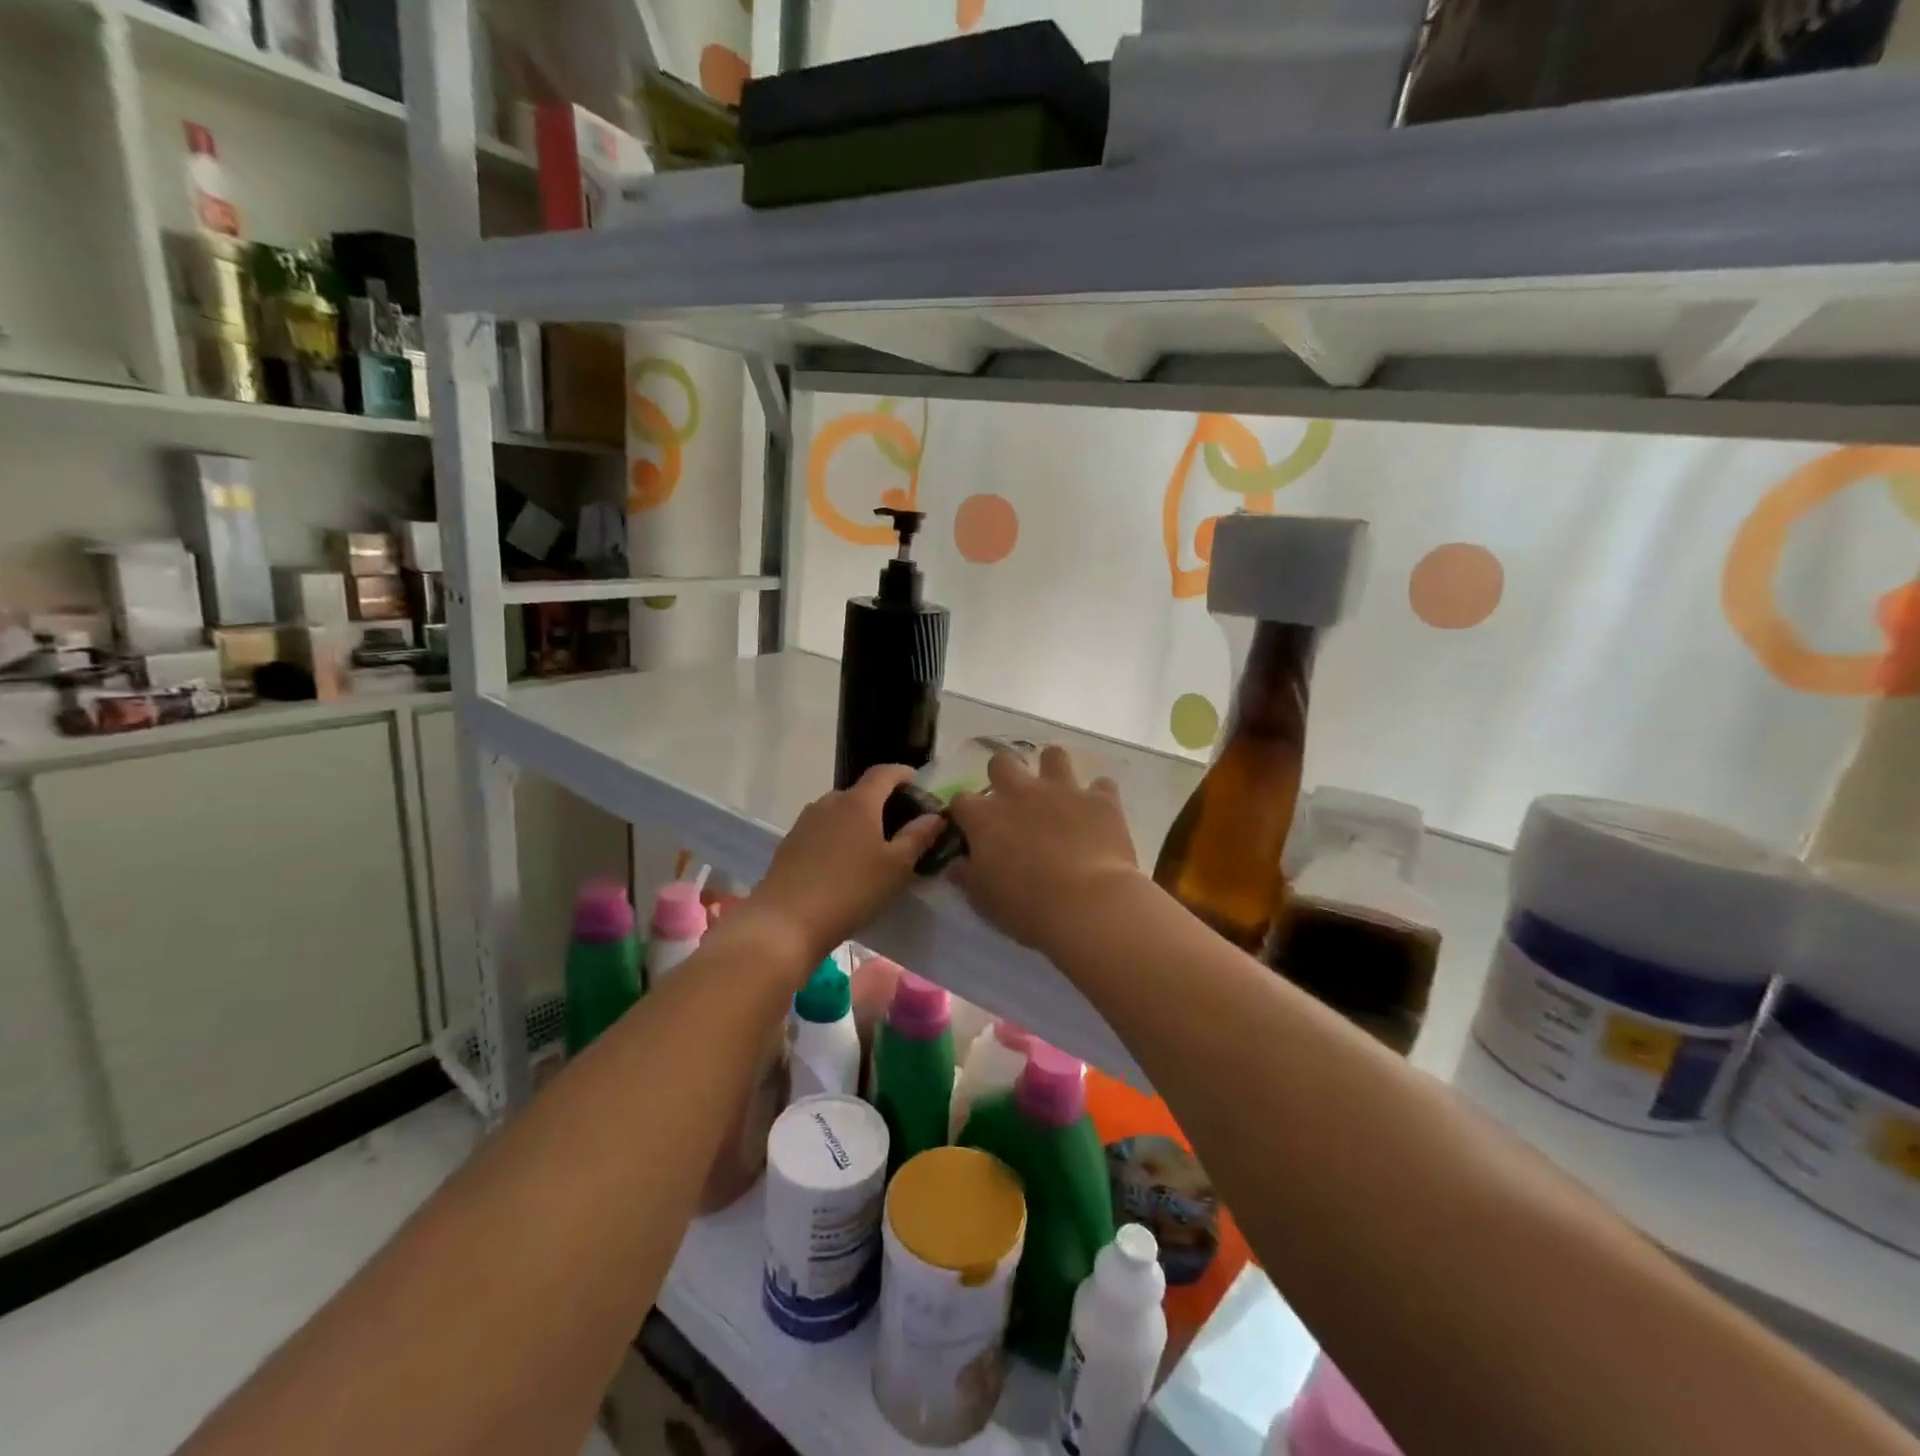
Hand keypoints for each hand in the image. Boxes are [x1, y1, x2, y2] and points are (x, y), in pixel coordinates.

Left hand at [742, 765, 944, 967]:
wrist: (786, 920)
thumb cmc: (851, 890)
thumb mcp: (896, 867)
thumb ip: (918, 837)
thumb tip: (935, 816)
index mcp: (859, 802)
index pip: (884, 773)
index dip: (903, 774)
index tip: (918, 783)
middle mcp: (830, 802)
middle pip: (861, 792)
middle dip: (882, 802)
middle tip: (900, 826)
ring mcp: (806, 821)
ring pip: (839, 811)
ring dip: (857, 821)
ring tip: (872, 847)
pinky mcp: (790, 842)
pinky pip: (822, 829)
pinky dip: (838, 836)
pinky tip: (843, 863)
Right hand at [948, 745, 1141, 956]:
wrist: (1086, 904)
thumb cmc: (1026, 908)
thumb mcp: (984, 900)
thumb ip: (967, 876)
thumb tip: (957, 865)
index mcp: (985, 817)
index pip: (961, 800)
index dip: (966, 813)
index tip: (972, 829)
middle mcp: (1020, 793)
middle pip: (1002, 762)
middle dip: (1004, 776)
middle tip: (1014, 803)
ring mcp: (1062, 790)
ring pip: (1053, 756)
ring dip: (1052, 770)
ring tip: (1058, 792)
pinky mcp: (1100, 799)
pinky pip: (1101, 785)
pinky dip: (1098, 797)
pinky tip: (1098, 813)